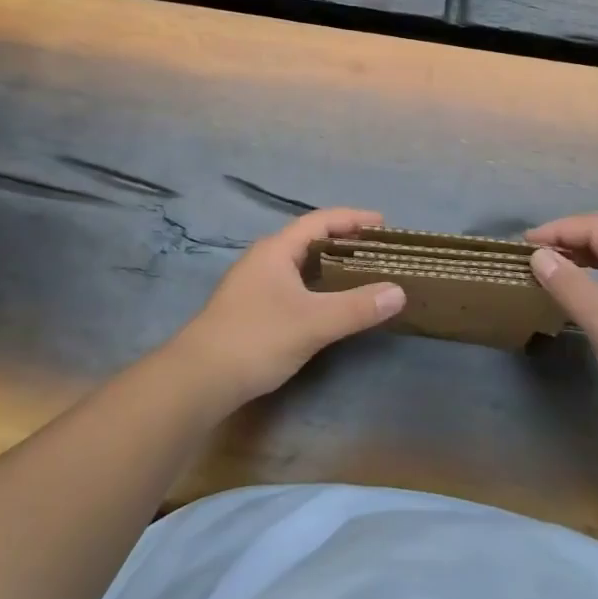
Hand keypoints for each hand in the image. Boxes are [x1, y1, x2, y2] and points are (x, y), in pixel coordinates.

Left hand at [169, 207, 406, 407]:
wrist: (199, 379)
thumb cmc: (257, 338)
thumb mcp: (314, 322)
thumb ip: (357, 307)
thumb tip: (398, 291)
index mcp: (276, 250)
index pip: (320, 221)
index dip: (353, 219)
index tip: (383, 224)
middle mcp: (263, 260)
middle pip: (309, 240)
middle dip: (345, 242)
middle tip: (378, 252)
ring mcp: (254, 286)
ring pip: (300, 266)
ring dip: (330, 267)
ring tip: (362, 275)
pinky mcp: (251, 311)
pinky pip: (293, 287)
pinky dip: (317, 288)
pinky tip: (330, 307)